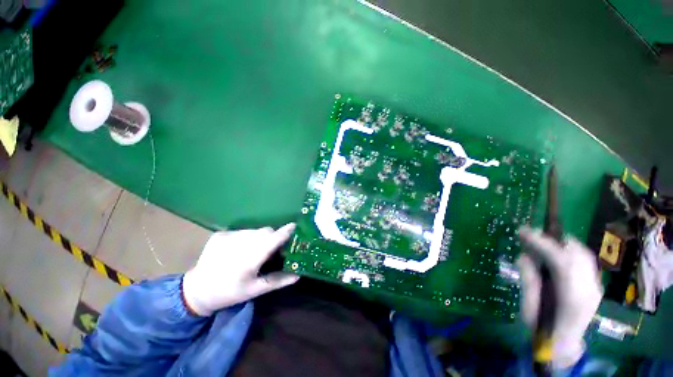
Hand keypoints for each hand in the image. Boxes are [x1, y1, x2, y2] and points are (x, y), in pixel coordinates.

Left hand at [182, 223, 299, 315]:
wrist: (196, 291)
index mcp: (250, 259)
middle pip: (265, 231)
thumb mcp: (255, 290)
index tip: (295, 227)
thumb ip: (278, 280)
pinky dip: (246, 238)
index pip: (273, 239)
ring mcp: (228, 237)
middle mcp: (240, 244)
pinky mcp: (220, 235)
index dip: (285, 232)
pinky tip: (238, 250)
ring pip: (254, 230)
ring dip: (259, 237)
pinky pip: (242, 231)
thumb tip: (298, 275)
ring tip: (253, 251)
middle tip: (272, 249)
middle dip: (273, 237)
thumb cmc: (229, 293)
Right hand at [517, 226, 602, 367]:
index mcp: (572, 298)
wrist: (564, 347)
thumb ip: (529, 280)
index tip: (523, 231)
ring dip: (560, 244)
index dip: (542, 243)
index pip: (562, 262)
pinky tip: (554, 253)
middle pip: (576, 254)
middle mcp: (590, 289)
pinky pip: (584, 260)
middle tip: (528, 234)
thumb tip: (524, 256)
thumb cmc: (543, 330)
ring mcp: (595, 287)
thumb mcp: (529, 306)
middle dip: (552, 240)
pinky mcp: (594, 285)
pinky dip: (568, 251)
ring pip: (582, 255)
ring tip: (539, 242)